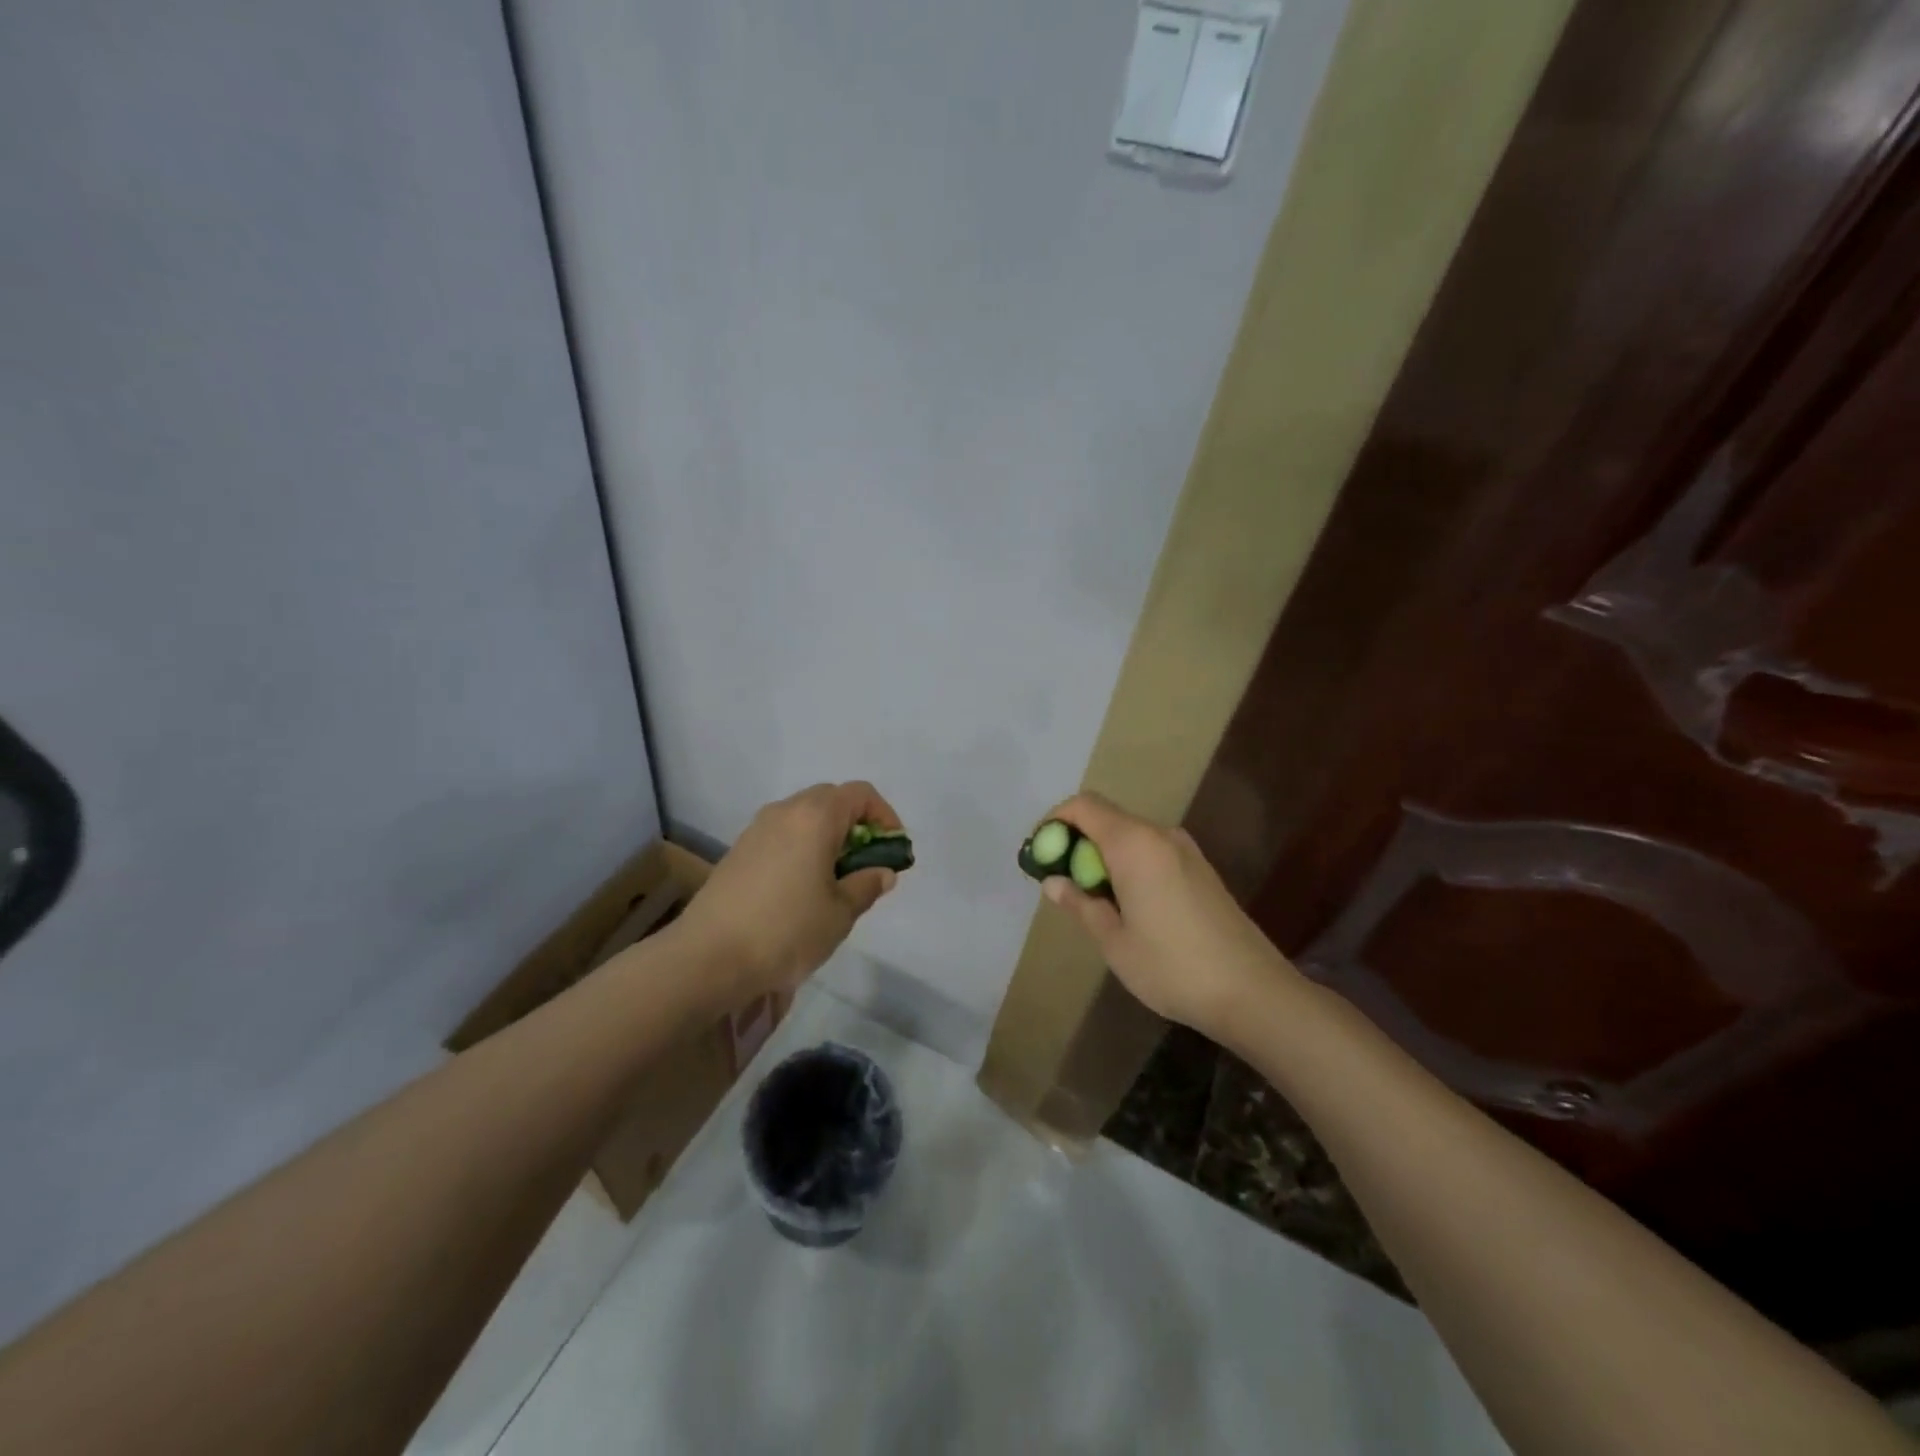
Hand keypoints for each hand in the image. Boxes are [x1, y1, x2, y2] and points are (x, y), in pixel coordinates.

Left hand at [677, 781, 902, 1005]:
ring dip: (827, 837)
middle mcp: (785, 812)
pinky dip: (801, 848)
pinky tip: (800, 889)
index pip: (860, 794)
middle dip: (856, 825)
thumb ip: (866, 886)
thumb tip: (882, 872)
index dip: (885, 816)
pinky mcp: (737, 851)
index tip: (893, 849)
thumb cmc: (786, 931)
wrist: (708, 957)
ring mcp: (756, 830)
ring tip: (835, 879)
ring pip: (803, 817)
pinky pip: (781, 835)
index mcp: (815, 817)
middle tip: (866, 863)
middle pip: (830, 800)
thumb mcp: (840, 914)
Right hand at [1034, 792, 1296, 1036]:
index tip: (1041, 855)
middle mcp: (1160, 835)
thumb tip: (1052, 881)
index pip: (1084, 806)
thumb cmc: (1172, 966)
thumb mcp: (1114, 940)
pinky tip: (1129, 905)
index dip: (1055, 822)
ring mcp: (1186, 850)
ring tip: (1092, 899)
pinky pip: (1152, 851)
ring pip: (1130, 836)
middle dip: (1076, 842)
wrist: (1252, 991)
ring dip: (1103, 855)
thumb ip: (1080, 903)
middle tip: (1061, 882)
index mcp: (1134, 844)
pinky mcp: (1201, 869)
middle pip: (1107, 818)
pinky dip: (1129, 864)